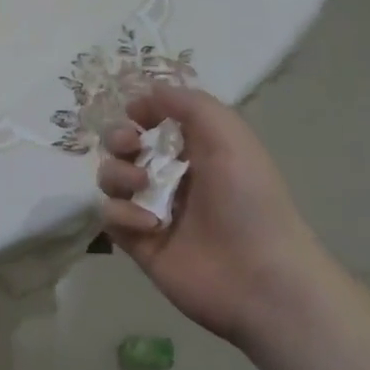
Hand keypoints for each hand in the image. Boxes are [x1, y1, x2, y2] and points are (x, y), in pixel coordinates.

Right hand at [97, 85, 332, 346]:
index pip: (154, 119)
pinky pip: (109, 215)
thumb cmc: (248, 198)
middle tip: (130, 145)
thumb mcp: (228, 134)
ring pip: (111, 177)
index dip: (141, 111)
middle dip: (117, 137)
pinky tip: (149, 224)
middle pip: (122, 144)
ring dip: (118, 174)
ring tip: (142, 186)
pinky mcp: (138, 242)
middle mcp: (171, 175)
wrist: (260, 277)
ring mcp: (152, 209)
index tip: (137, 113)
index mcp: (196, 149)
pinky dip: (123, 214)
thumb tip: (146, 91)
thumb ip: (187, 103)